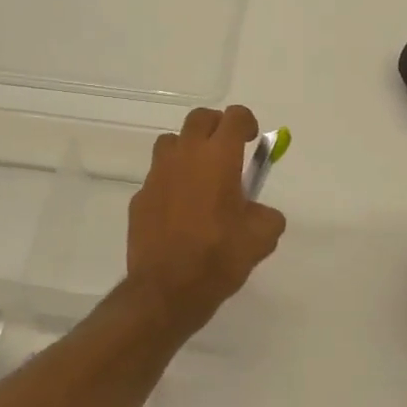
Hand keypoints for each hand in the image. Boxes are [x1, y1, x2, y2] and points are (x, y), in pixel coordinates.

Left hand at [127, 105, 286, 330]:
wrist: (167, 290)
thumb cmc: (219, 257)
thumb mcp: (262, 238)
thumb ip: (267, 215)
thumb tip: (261, 213)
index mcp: (218, 158)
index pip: (234, 117)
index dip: (246, 123)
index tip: (252, 140)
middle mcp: (185, 156)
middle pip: (199, 119)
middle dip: (216, 127)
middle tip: (228, 151)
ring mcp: (157, 175)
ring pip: (171, 142)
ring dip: (188, 150)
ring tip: (200, 176)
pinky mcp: (139, 198)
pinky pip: (157, 177)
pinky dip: (171, 183)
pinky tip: (179, 210)